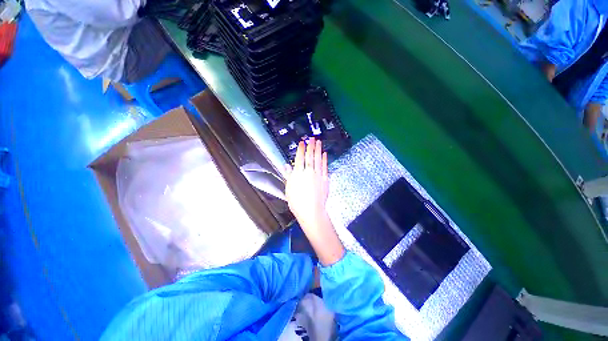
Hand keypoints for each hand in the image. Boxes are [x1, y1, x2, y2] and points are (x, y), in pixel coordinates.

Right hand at [284, 138, 328, 231]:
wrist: (311, 211)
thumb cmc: (297, 202)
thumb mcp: (289, 189)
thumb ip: (288, 175)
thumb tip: (286, 165)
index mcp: (298, 174)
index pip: (299, 158)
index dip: (301, 149)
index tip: (302, 142)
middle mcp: (308, 172)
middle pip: (310, 156)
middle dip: (310, 146)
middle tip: (312, 138)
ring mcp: (318, 175)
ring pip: (318, 159)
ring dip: (318, 150)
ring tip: (319, 142)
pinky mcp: (325, 179)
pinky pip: (325, 167)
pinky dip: (325, 160)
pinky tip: (325, 154)